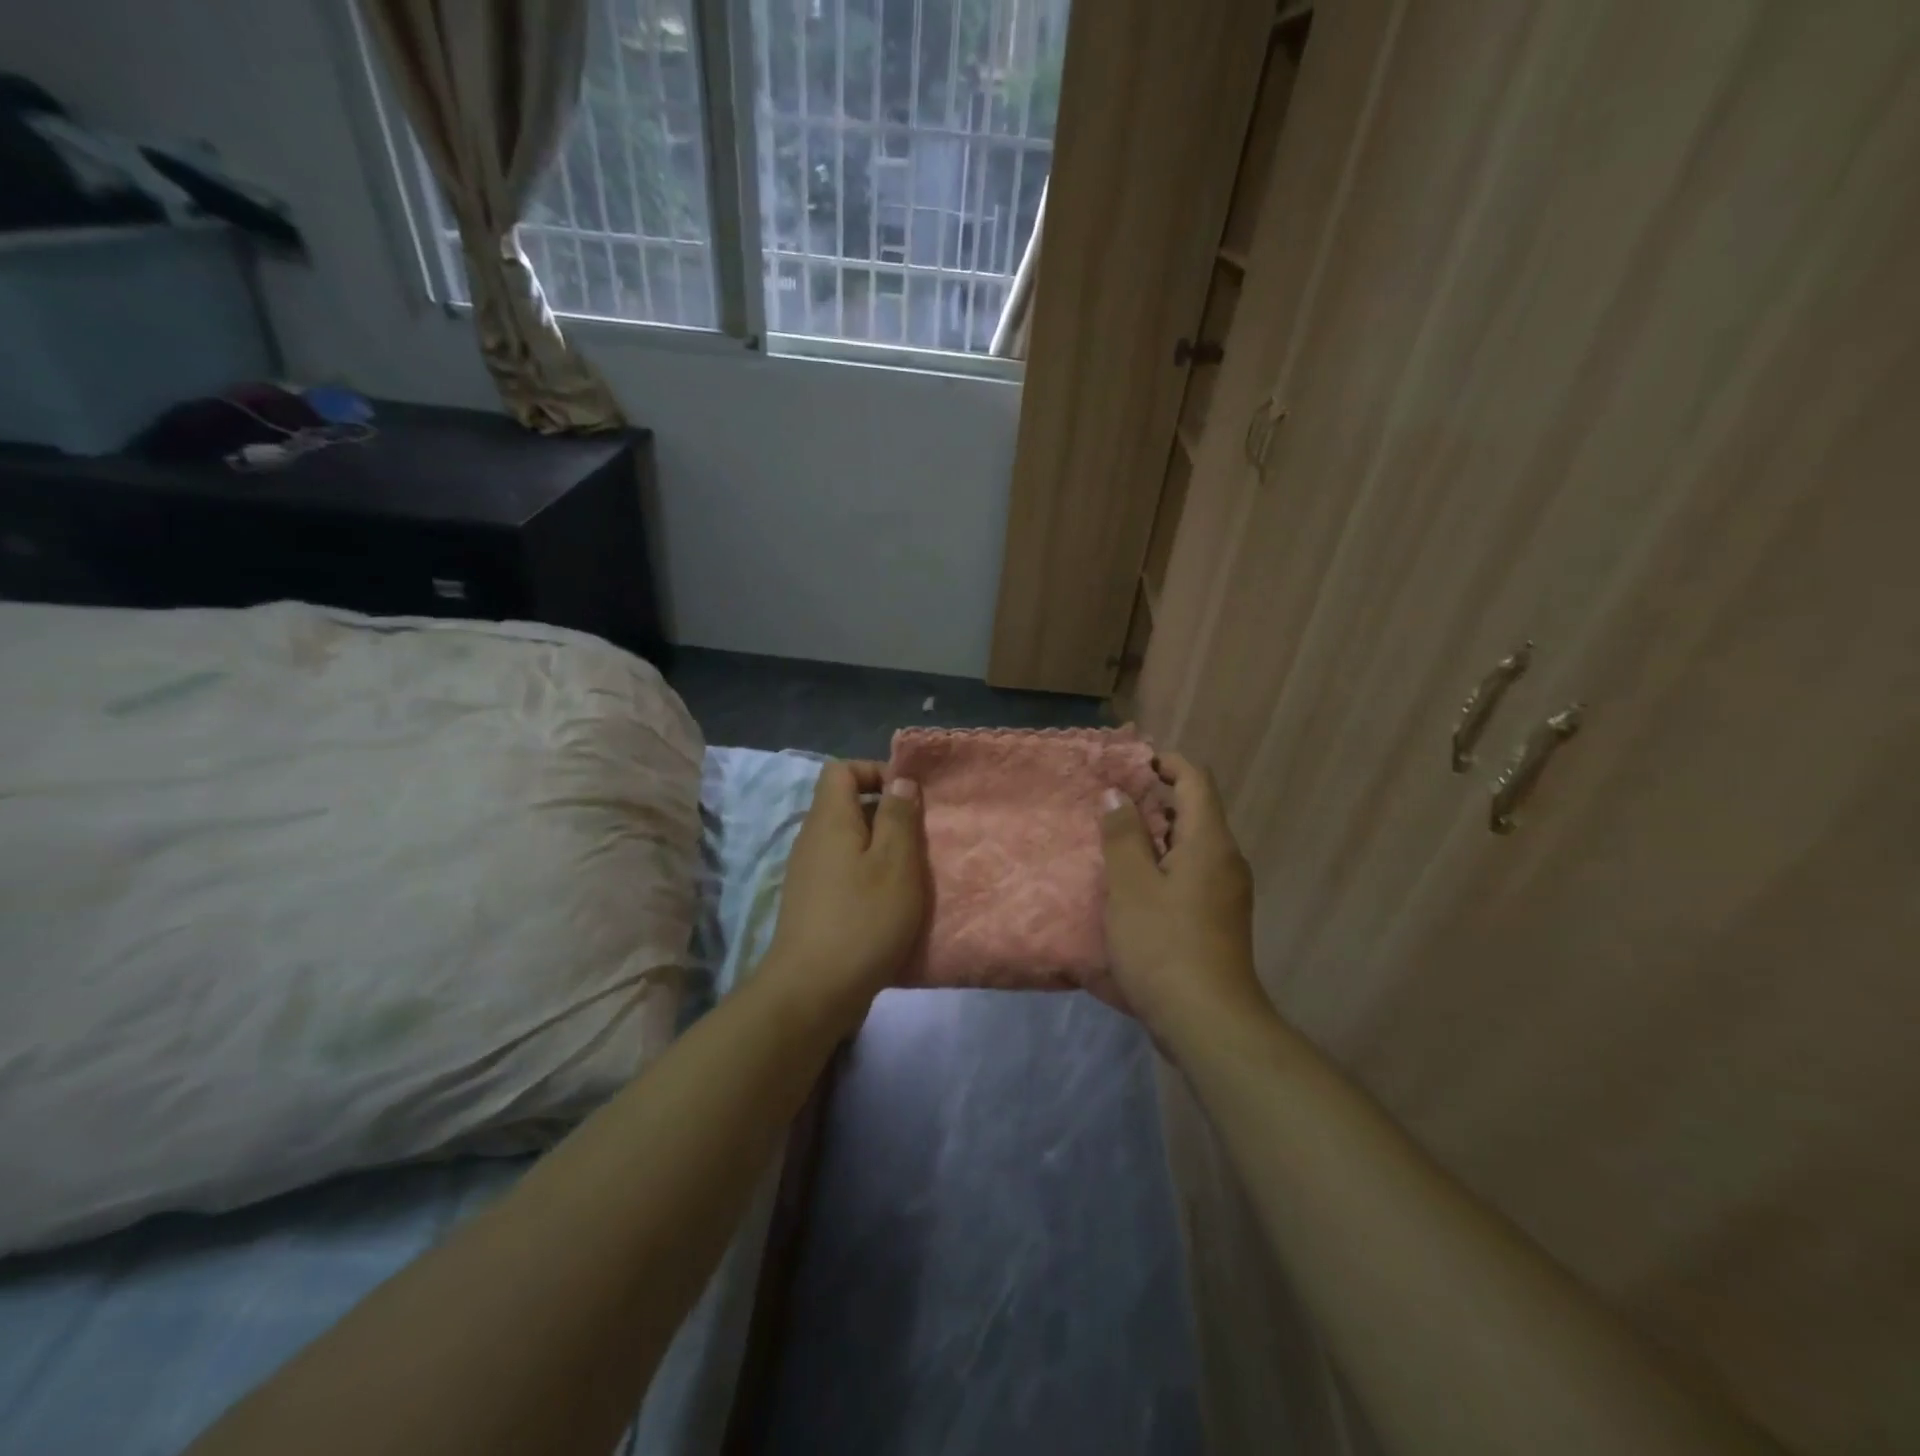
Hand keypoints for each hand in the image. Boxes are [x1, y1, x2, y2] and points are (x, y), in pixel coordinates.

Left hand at [762, 761, 926, 1024]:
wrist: (812, 992)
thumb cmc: (862, 920)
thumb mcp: (895, 863)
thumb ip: (899, 817)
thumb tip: (900, 780)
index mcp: (829, 820)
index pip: (841, 770)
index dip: (875, 772)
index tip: (909, 797)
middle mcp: (812, 839)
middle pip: (847, 806)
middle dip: (887, 814)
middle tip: (921, 838)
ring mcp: (808, 873)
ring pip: (849, 842)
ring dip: (882, 850)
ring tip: (913, 873)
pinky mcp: (812, 904)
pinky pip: (844, 871)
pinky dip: (869, 877)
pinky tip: (892, 904)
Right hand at [1100, 752, 1270, 1047]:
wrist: (1210, 1024)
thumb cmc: (1165, 946)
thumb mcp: (1131, 886)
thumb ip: (1122, 834)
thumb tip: (1117, 794)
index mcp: (1210, 842)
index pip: (1195, 779)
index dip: (1164, 763)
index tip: (1127, 765)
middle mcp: (1226, 860)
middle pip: (1194, 810)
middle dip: (1153, 799)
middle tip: (1108, 804)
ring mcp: (1226, 892)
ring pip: (1191, 845)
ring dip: (1154, 835)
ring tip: (1112, 841)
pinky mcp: (1218, 919)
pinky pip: (1191, 873)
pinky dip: (1163, 865)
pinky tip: (1131, 885)